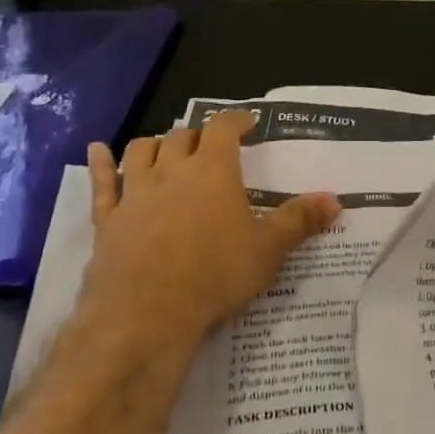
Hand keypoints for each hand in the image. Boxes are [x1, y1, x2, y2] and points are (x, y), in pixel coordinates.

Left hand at [72, 112, 340, 359]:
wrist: (147, 314)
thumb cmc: (215, 274)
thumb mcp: (268, 249)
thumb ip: (300, 220)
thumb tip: (336, 199)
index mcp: (213, 170)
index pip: (224, 127)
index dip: (236, 119)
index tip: (247, 123)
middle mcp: (171, 170)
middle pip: (183, 136)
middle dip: (199, 136)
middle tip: (212, 146)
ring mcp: (135, 192)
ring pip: (143, 150)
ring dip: (157, 144)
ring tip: (167, 149)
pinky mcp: (108, 218)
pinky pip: (102, 182)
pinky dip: (102, 163)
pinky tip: (98, 150)